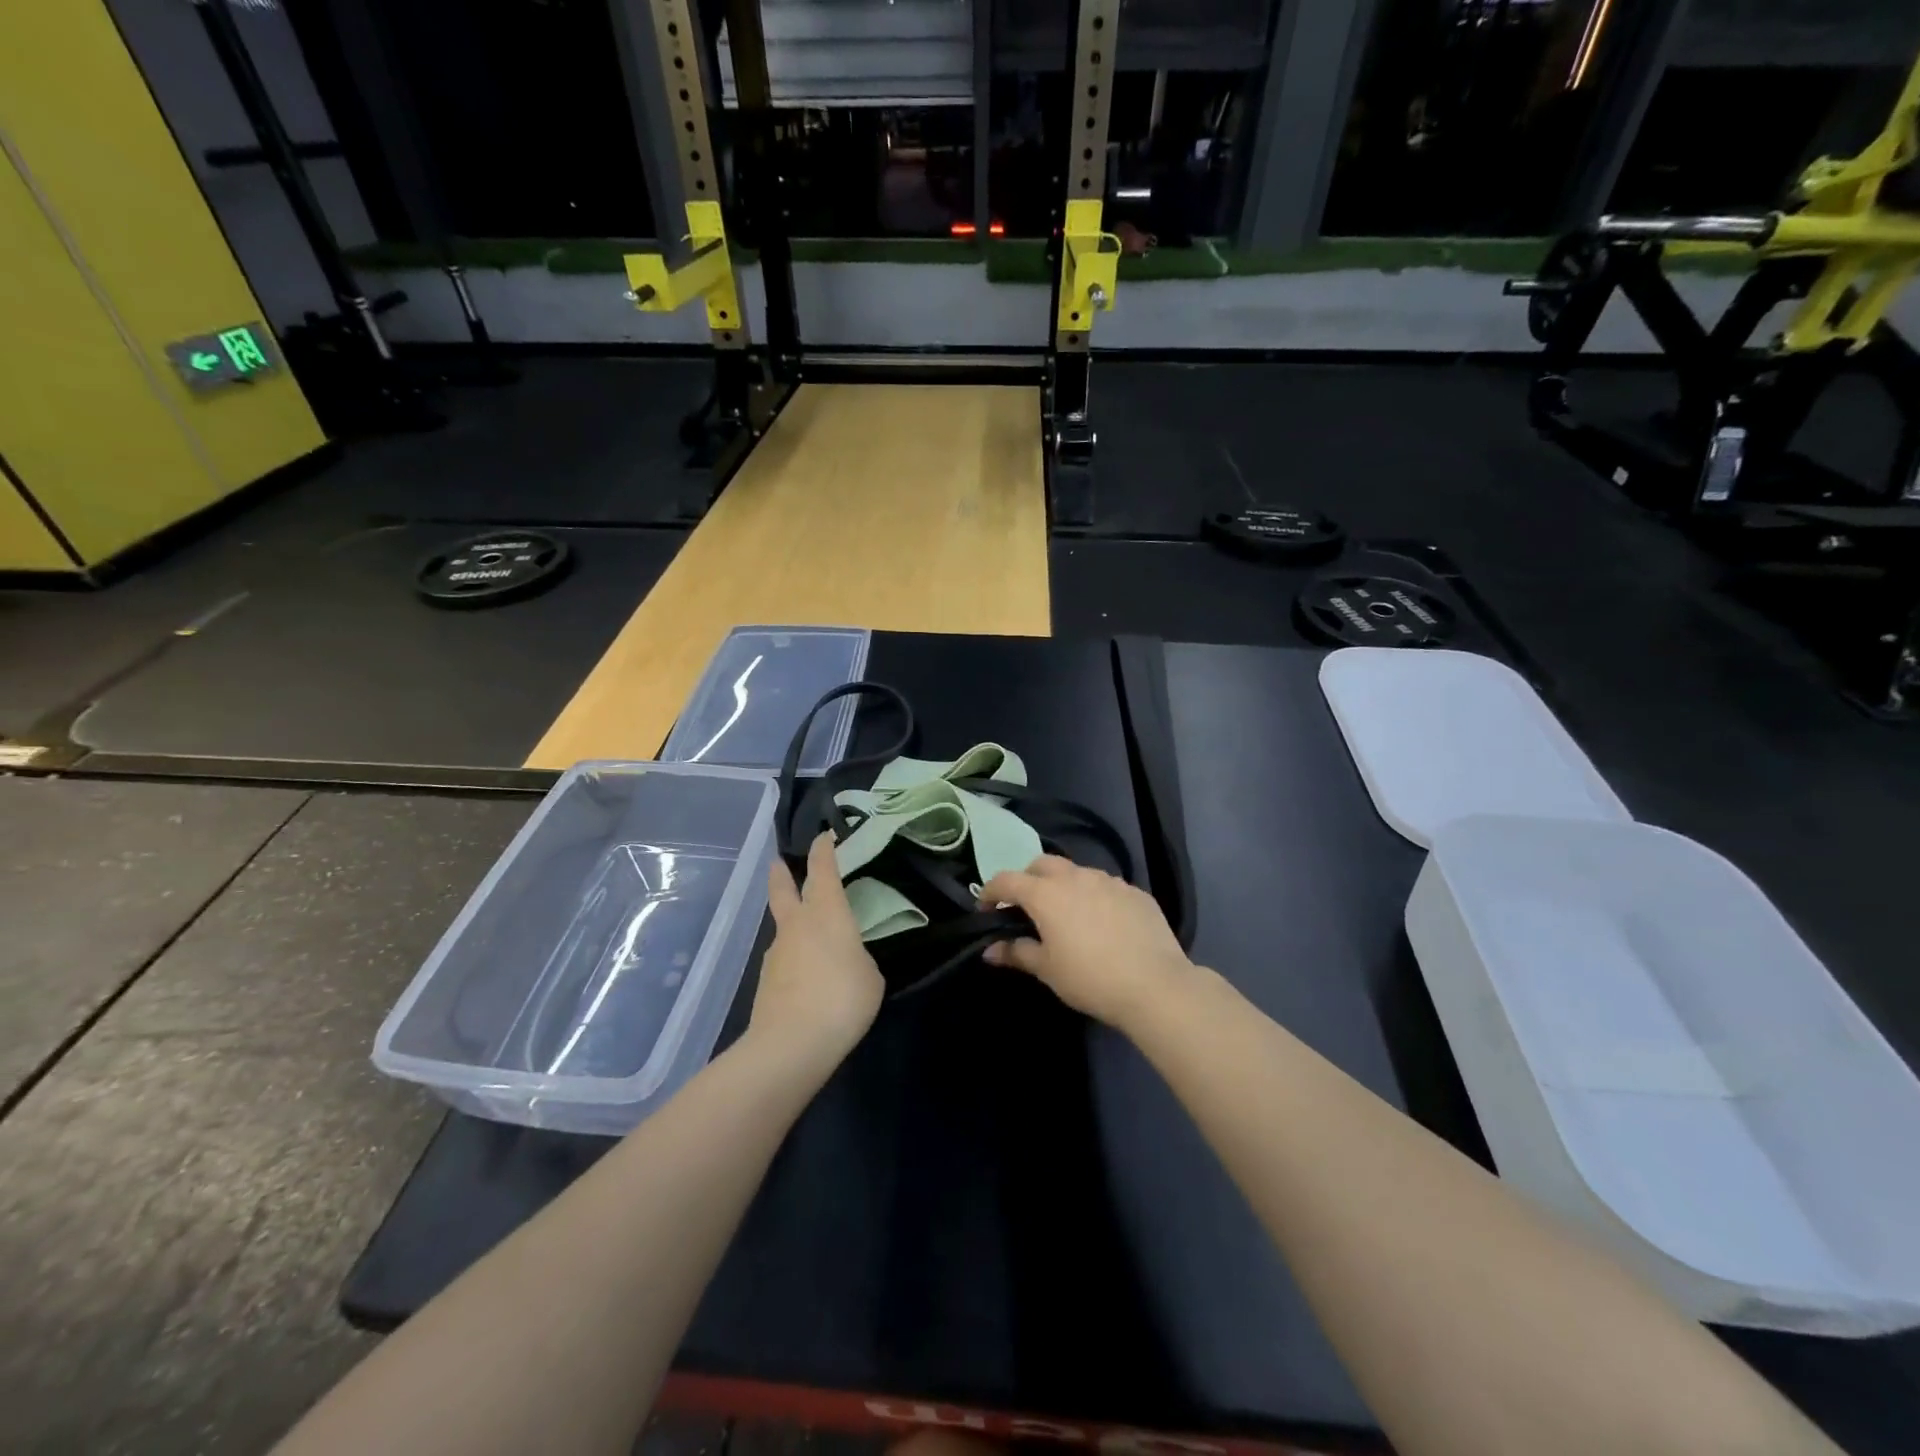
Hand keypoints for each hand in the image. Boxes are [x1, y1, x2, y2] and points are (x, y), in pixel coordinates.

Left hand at [751, 834, 884, 1072]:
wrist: (790, 1044)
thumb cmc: (842, 999)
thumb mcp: (870, 976)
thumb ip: (858, 959)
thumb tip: (845, 961)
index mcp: (826, 913)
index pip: (823, 870)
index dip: (823, 850)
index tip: (823, 836)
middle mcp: (797, 924)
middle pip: (783, 889)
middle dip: (782, 874)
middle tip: (778, 862)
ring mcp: (777, 953)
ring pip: (784, 927)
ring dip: (792, 924)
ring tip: (812, 940)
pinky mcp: (766, 982)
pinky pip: (785, 960)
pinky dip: (795, 960)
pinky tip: (809, 980)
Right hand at [978, 855, 1194, 1030]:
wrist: (1155, 985)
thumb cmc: (1090, 978)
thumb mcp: (1047, 970)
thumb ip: (1016, 953)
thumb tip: (990, 949)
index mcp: (1046, 893)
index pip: (1006, 880)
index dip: (990, 892)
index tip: (985, 909)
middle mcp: (1075, 877)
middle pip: (1041, 864)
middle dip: (1028, 879)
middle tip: (1026, 908)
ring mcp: (1109, 881)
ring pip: (1076, 872)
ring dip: (1063, 886)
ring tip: (1067, 915)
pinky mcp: (1135, 892)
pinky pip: (1106, 886)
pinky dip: (1094, 897)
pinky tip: (1102, 924)